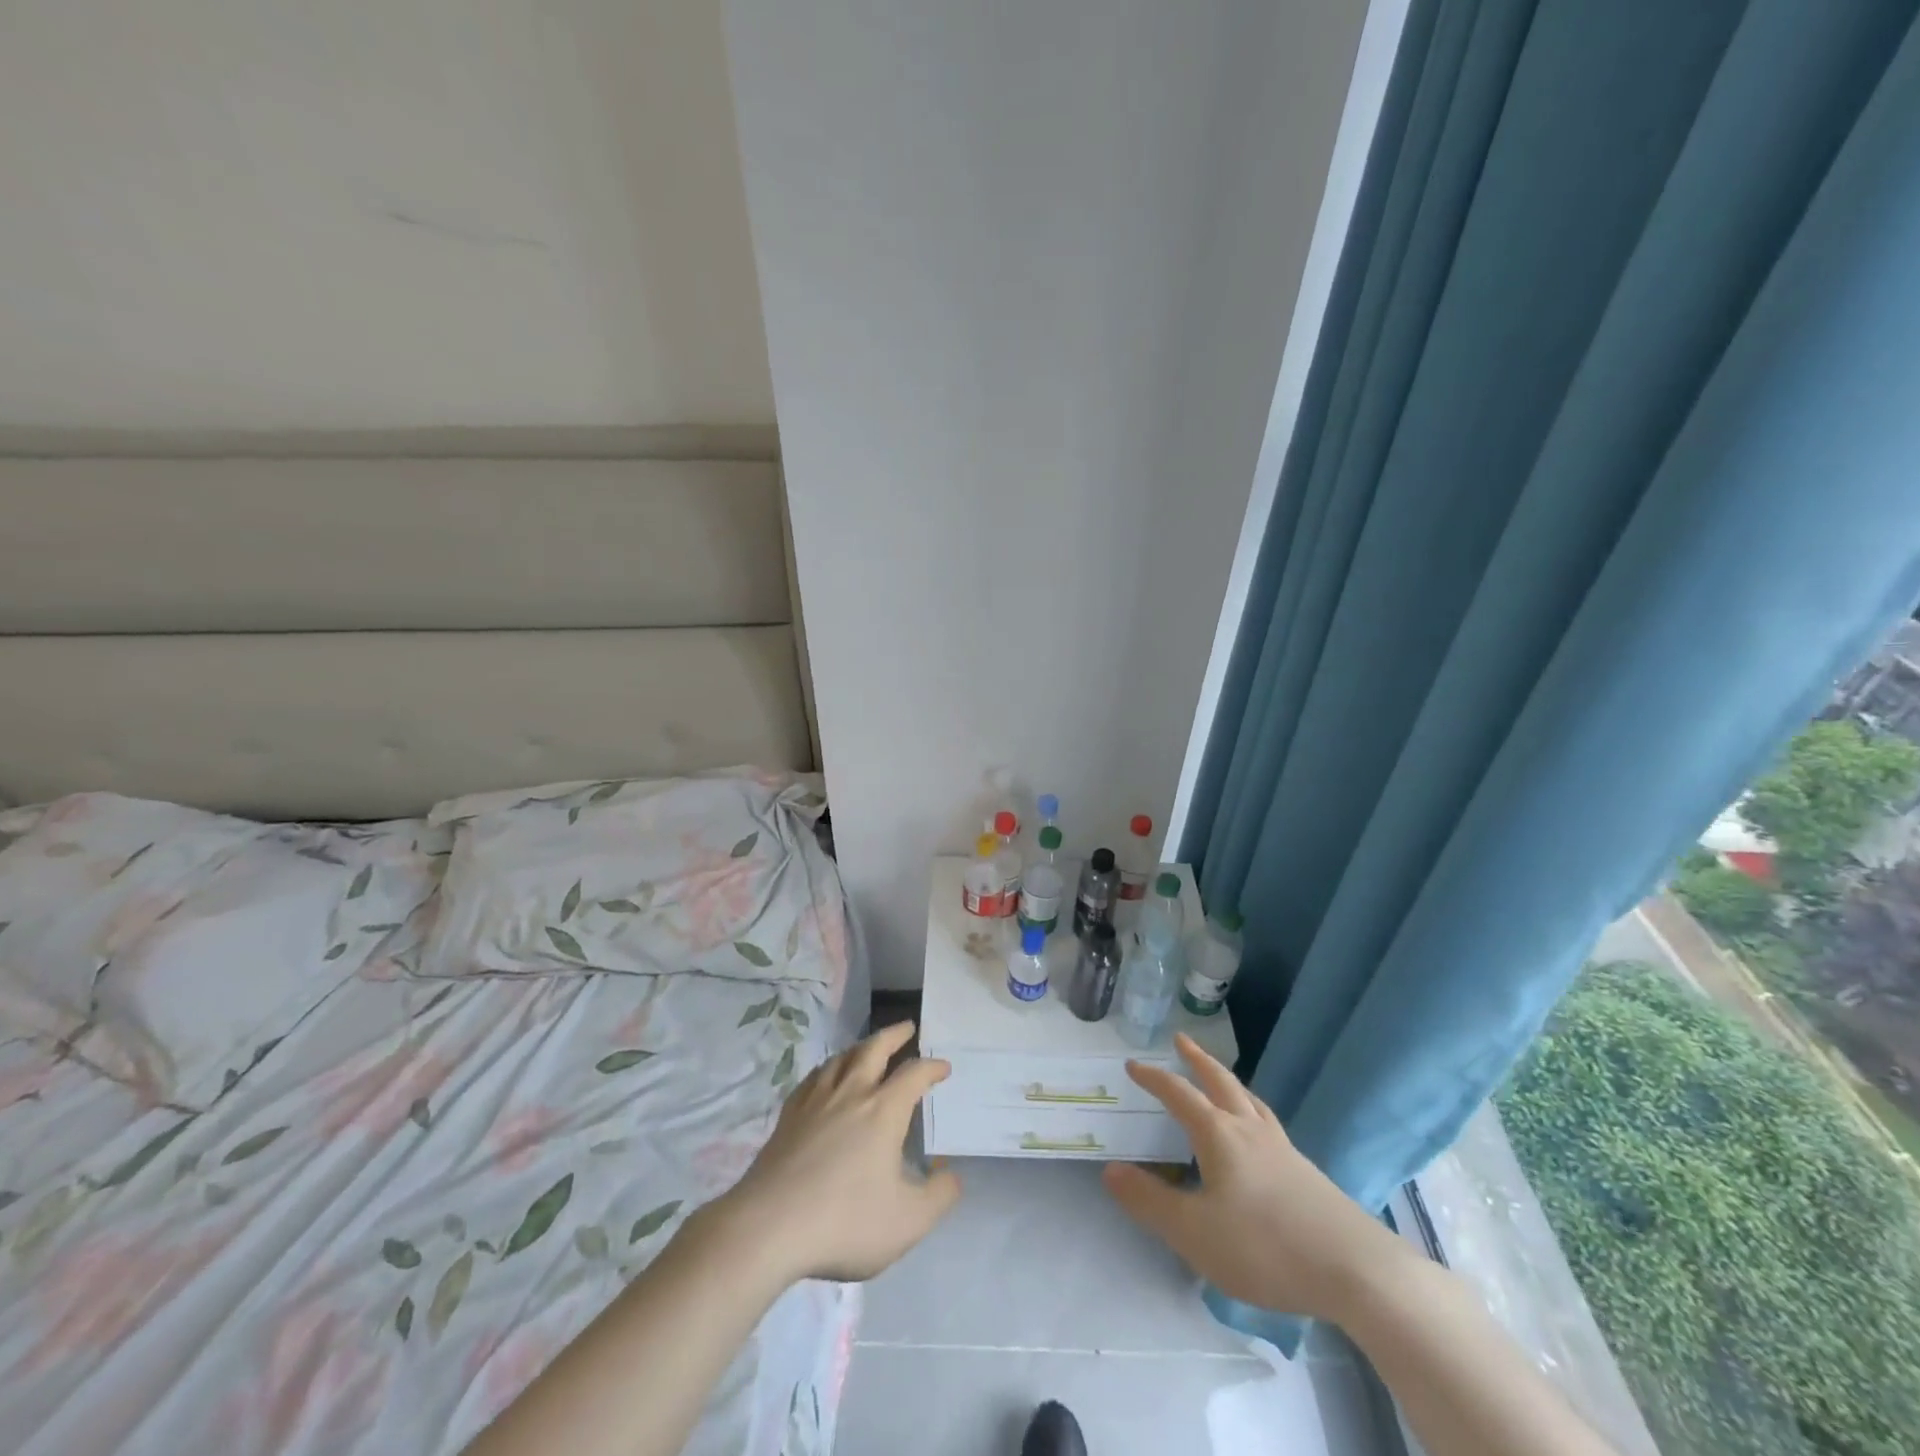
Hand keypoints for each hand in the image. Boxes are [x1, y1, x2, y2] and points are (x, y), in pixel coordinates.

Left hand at [712, 1020, 960, 1283]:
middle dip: (894, 1035)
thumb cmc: (845, 1221)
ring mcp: (815, 1101)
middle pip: (874, 1049)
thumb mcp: (909, 1221)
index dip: (932, 1067)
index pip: (914, 1074)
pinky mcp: (788, 1117)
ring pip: (841, 1058)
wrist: (769, 1227)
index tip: (943, 1068)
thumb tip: (951, 1174)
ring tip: (868, 1048)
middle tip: (907, 1027)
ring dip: (860, 1047)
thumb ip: (939, 1196)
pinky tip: (825, 1078)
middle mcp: (851, 1094)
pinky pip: (813, 1078)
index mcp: (883, 1110)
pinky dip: (828, 1069)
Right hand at [1102, 1032, 1411, 1320]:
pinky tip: (1258, 1134)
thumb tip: (1111, 1170)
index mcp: (1219, 1135)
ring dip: (1228, 1081)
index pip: (1179, 1094)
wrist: (1357, 1270)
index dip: (1154, 1078)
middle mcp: (1250, 1130)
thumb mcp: (1194, 1233)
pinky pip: (1269, 1124)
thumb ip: (1150, 1201)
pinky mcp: (1306, 1172)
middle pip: (1220, 1082)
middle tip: (1181, 1040)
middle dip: (1197, 1060)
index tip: (1133, 1065)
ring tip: (1219, 1078)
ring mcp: (1283, 1149)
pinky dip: (1252, 1111)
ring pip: (1249, 1100)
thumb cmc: (1265, 1246)